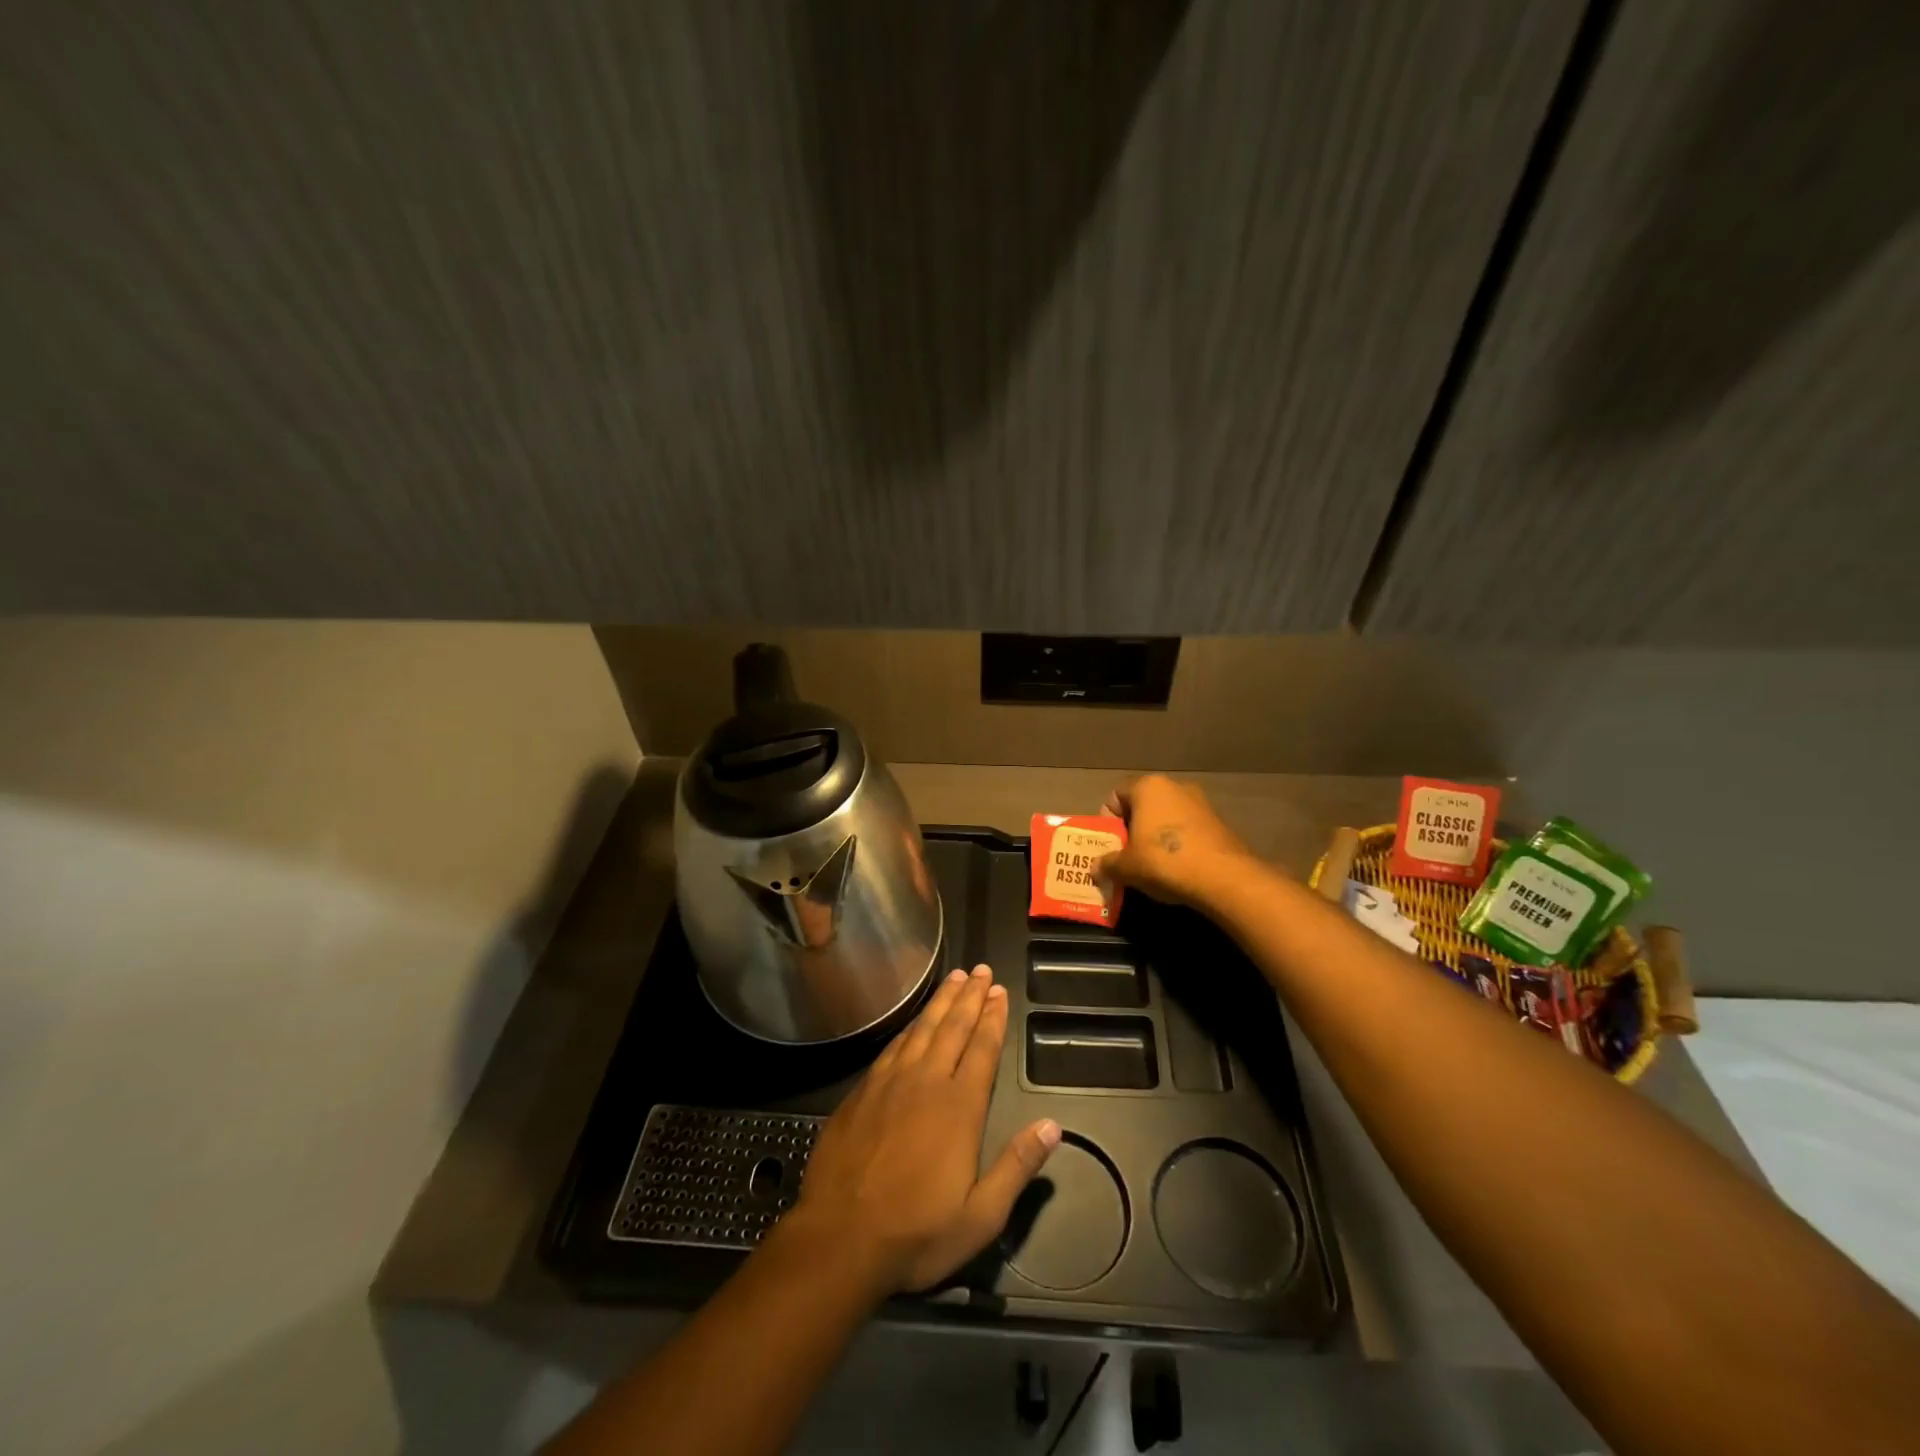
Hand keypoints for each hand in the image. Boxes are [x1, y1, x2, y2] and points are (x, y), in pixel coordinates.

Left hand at [787, 964, 1060, 1293]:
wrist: (840, 1239)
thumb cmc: (916, 1233)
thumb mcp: (981, 1215)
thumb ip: (1017, 1166)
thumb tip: (1054, 1126)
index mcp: (959, 1107)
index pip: (982, 1049)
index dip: (992, 1018)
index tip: (1000, 991)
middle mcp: (926, 1082)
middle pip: (953, 1027)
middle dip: (970, 996)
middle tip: (981, 969)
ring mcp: (890, 1083)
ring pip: (922, 1029)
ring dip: (941, 1001)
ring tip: (954, 978)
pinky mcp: (862, 1091)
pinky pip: (893, 1046)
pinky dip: (909, 1026)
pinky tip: (915, 1020)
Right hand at [1098, 773, 1252, 908]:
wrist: (1223, 877)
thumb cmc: (1164, 861)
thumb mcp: (1126, 867)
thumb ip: (1107, 864)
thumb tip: (1095, 867)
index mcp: (1148, 787)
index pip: (1116, 796)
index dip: (1107, 820)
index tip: (1109, 844)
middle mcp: (1175, 786)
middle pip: (1142, 805)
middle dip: (1131, 829)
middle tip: (1126, 856)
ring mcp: (1200, 803)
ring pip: (1166, 817)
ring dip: (1155, 837)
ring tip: (1151, 865)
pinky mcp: (1218, 822)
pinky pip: (1187, 829)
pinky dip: (1178, 844)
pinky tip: (1177, 868)